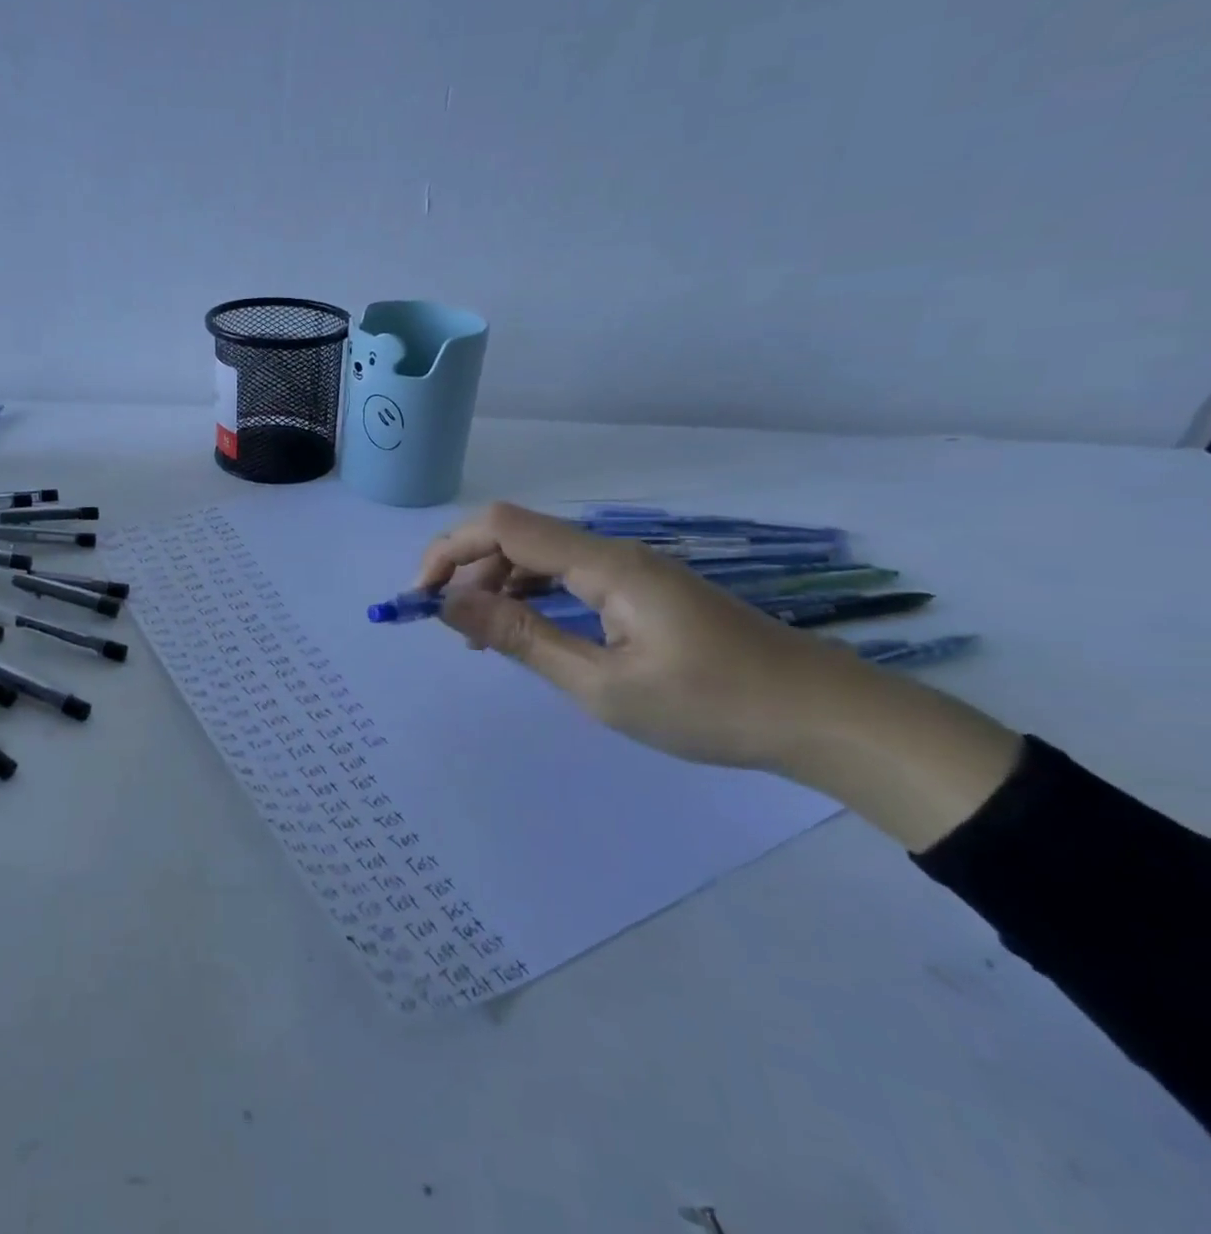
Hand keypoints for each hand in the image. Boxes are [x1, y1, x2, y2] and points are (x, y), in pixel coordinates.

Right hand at [417, 503, 1021, 848]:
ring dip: (499, 585)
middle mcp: (613, 552)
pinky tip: (528, 632)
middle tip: (448, 626)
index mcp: (604, 564)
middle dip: (469, 569)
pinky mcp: (645, 591)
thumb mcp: (602, 685)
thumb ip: (522, 638)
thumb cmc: (712, 706)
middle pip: (518, 535)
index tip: (420, 597)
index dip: (449, 551)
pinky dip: (535, 598)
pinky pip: (571, 578)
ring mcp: (632, 570)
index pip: (503, 527)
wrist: (824, 717)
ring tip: (480, 637)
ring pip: (543, 557)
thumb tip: (451, 605)